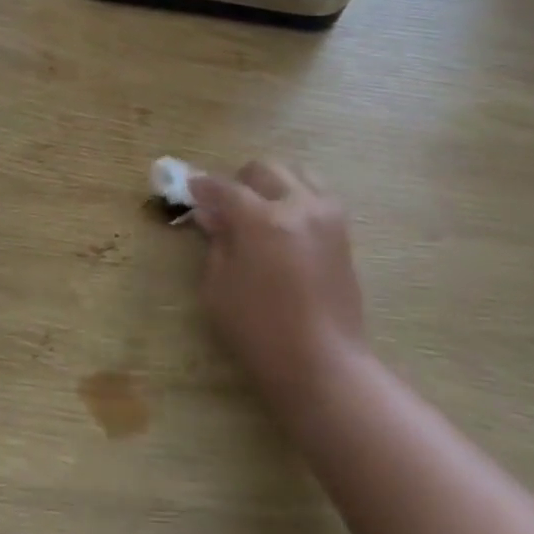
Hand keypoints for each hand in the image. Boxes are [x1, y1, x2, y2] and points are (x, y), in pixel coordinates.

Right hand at [188, 162, 363, 405]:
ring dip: (272, 184)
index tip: (190, 190)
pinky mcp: (343, 233)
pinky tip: (283, 224)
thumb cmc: (259, 331)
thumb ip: (216, 243)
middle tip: (224, 204)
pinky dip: (297, 197)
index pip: (225, 188)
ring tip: (258, 210)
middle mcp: (299, 207)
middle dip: (239, 181)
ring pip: (297, 174)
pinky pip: (317, 195)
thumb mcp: (219, 287)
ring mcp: (327, 217)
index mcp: (262, 220)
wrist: (323, 363)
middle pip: (264, 170)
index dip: (203, 187)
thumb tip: (211, 215)